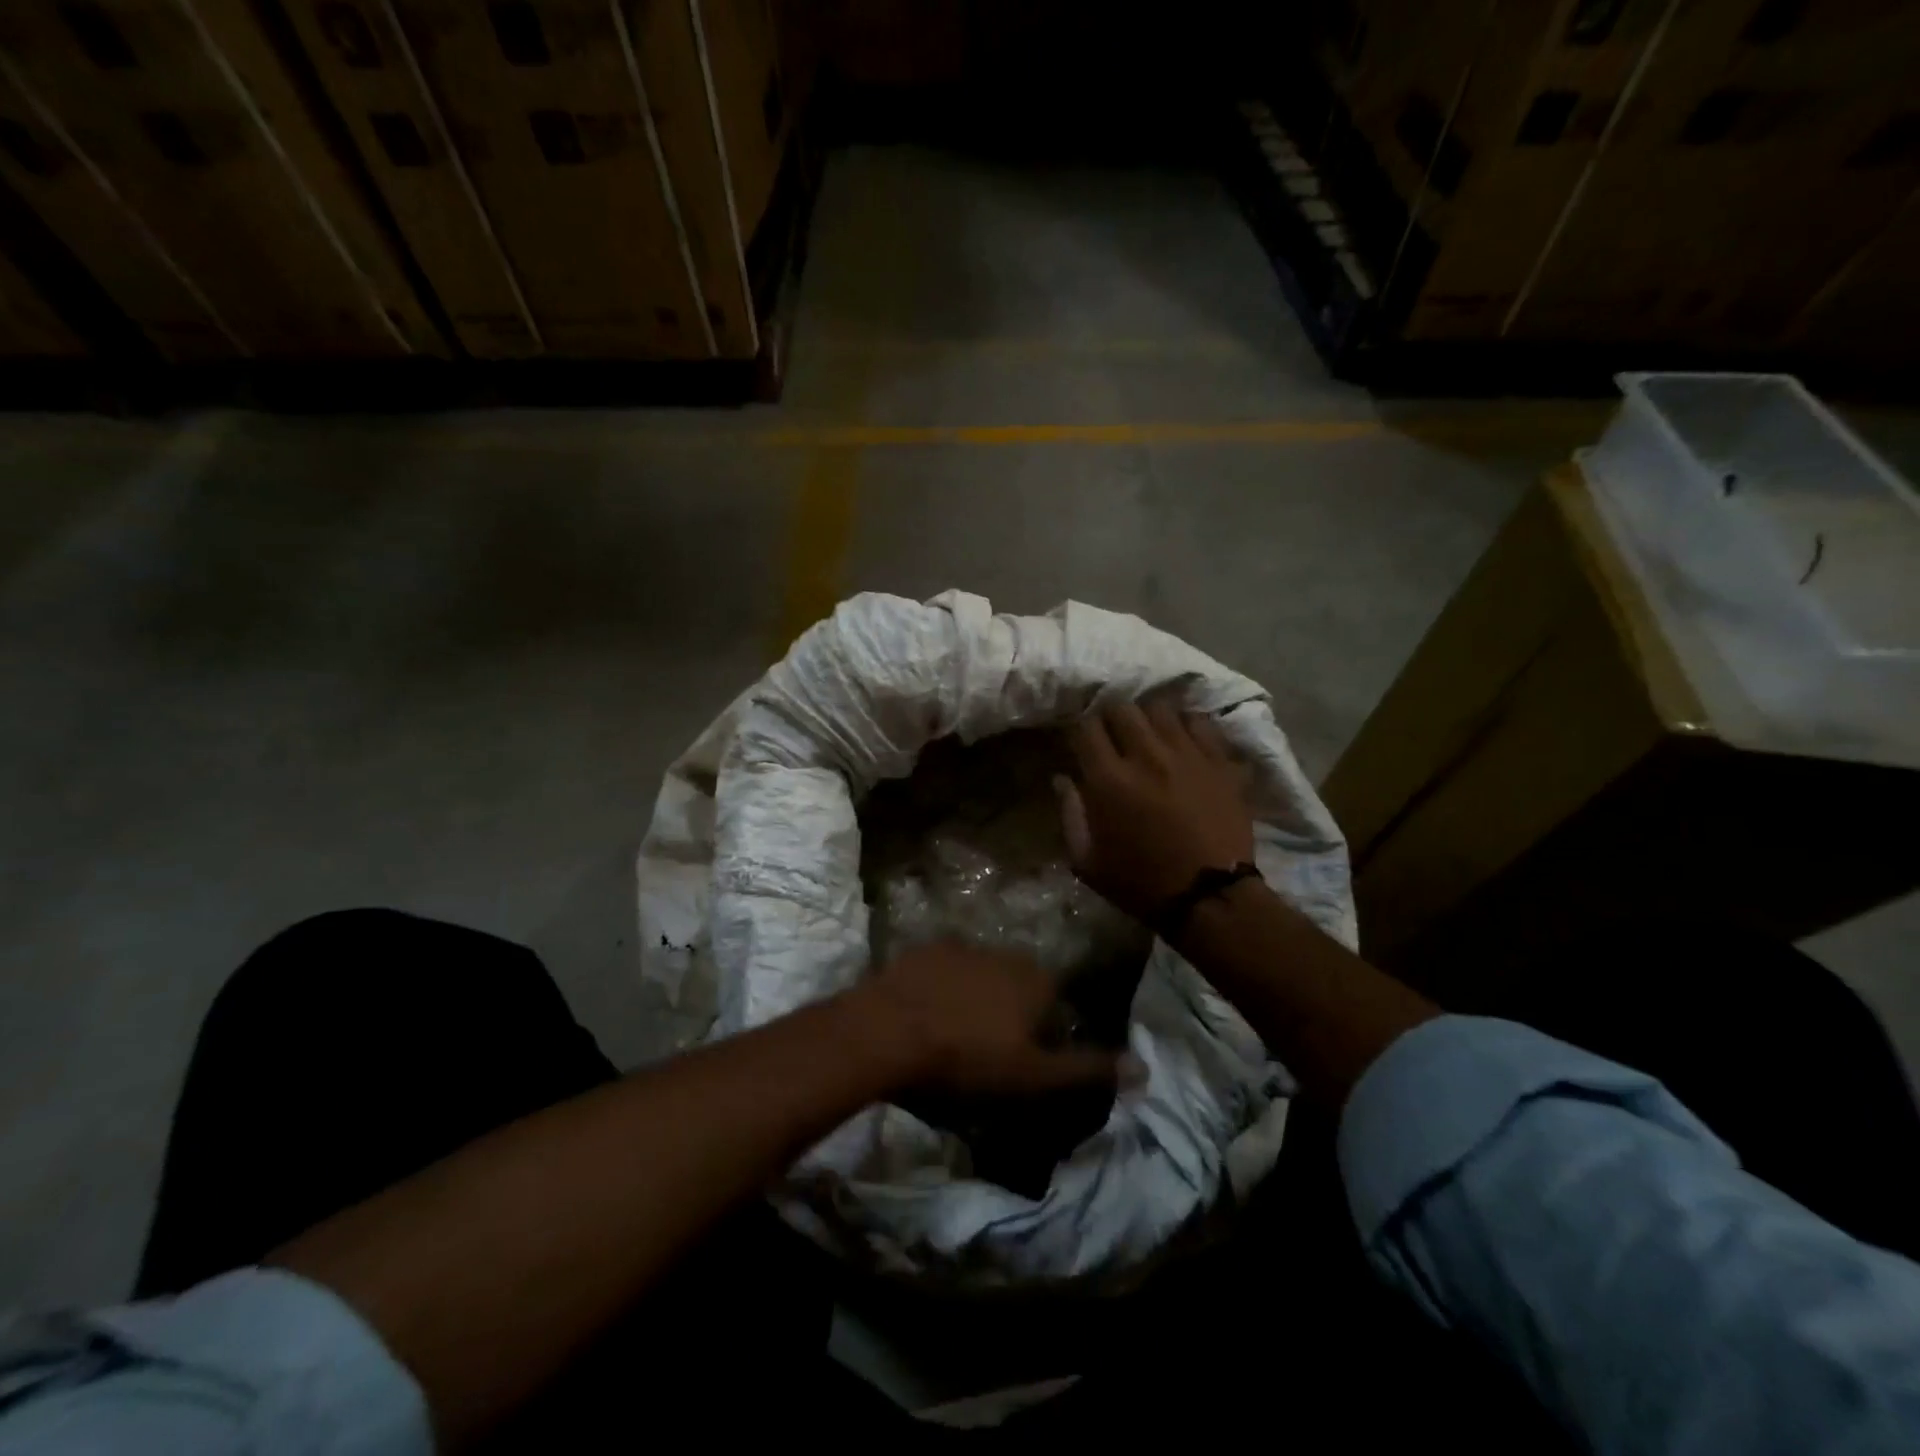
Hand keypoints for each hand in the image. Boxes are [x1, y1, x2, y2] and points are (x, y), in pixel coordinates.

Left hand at [855, 942, 1130, 1096]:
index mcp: (1035, 980)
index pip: (1056, 1000)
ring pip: (981, 973)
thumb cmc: (967, 1058)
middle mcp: (1004, 953)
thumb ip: (1088, 1069)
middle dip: (1011, 1009)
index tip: (1025, 1059)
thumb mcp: (1034, 1076)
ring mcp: (960, 946)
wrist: (887, 1032)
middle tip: (990, 1048)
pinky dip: (941, 987)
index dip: (1044, 1031)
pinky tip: (926, 1014)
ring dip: (976, 996)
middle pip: (1019, 983)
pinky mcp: (922, 950)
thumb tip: (1145, 1067)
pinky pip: (943, 970)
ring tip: (955, 1033)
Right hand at [1055, 698, 1254, 921]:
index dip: (1080, 732)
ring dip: (1147, 719)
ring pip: (1160, 708)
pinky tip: (1182, 741)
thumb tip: (1062, 779)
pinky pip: (1199, 722)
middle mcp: (1146, 756)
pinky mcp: (1219, 761)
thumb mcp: (1087, 862)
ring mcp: (1187, 754)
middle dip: (1111, 719)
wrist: (1210, 898)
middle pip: (1122, 709)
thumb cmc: (1141, 884)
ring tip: (1148, 736)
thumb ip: (1070, 815)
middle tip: (1113, 738)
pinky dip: (1185, 725)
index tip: (1082, 745)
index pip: (1086, 727)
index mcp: (1109, 780)